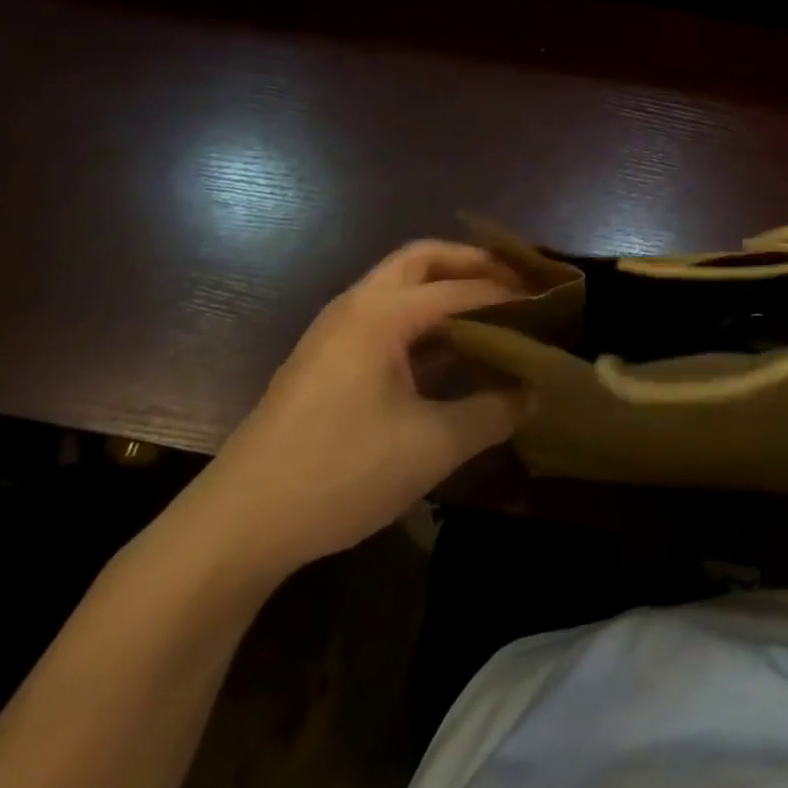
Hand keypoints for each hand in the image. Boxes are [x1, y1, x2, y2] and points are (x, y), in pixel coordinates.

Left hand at [182, 241, 530, 583]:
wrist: (235, 527)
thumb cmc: (339, 474)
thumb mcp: (431, 447)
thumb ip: (491, 413)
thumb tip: (533, 393)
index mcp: (381, 315)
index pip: (461, 289)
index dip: (510, 295)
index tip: (551, 304)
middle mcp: (355, 307)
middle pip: (422, 260)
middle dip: (472, 263)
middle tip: (516, 282)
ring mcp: (334, 332)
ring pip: (399, 285)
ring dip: (445, 287)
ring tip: (491, 309)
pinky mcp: (324, 361)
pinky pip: (385, 316)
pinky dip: (423, 317)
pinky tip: (448, 352)